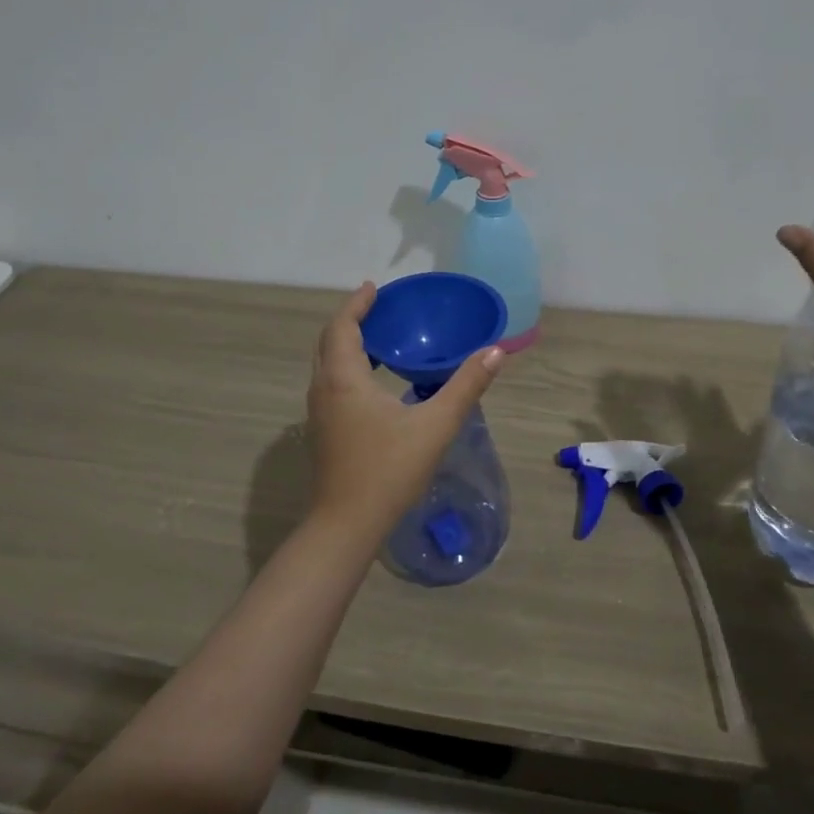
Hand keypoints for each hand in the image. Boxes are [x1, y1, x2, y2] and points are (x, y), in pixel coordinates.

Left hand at [305, 282, 504, 542]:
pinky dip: (347, 367)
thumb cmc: (389, 470)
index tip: (374, 288)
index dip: (356, 304)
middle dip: (351, 321)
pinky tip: (374, 382)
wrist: (347, 525)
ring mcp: (318, 413)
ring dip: (347, 345)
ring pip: (327, 365)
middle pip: (329, 342)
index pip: (342, 327)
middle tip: (378, 309)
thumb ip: (466, 386)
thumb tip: (495, 352)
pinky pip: (330, 384)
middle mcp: (324, 389)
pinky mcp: (323, 432)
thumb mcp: (435, 426)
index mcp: (344, 379)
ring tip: (379, 339)